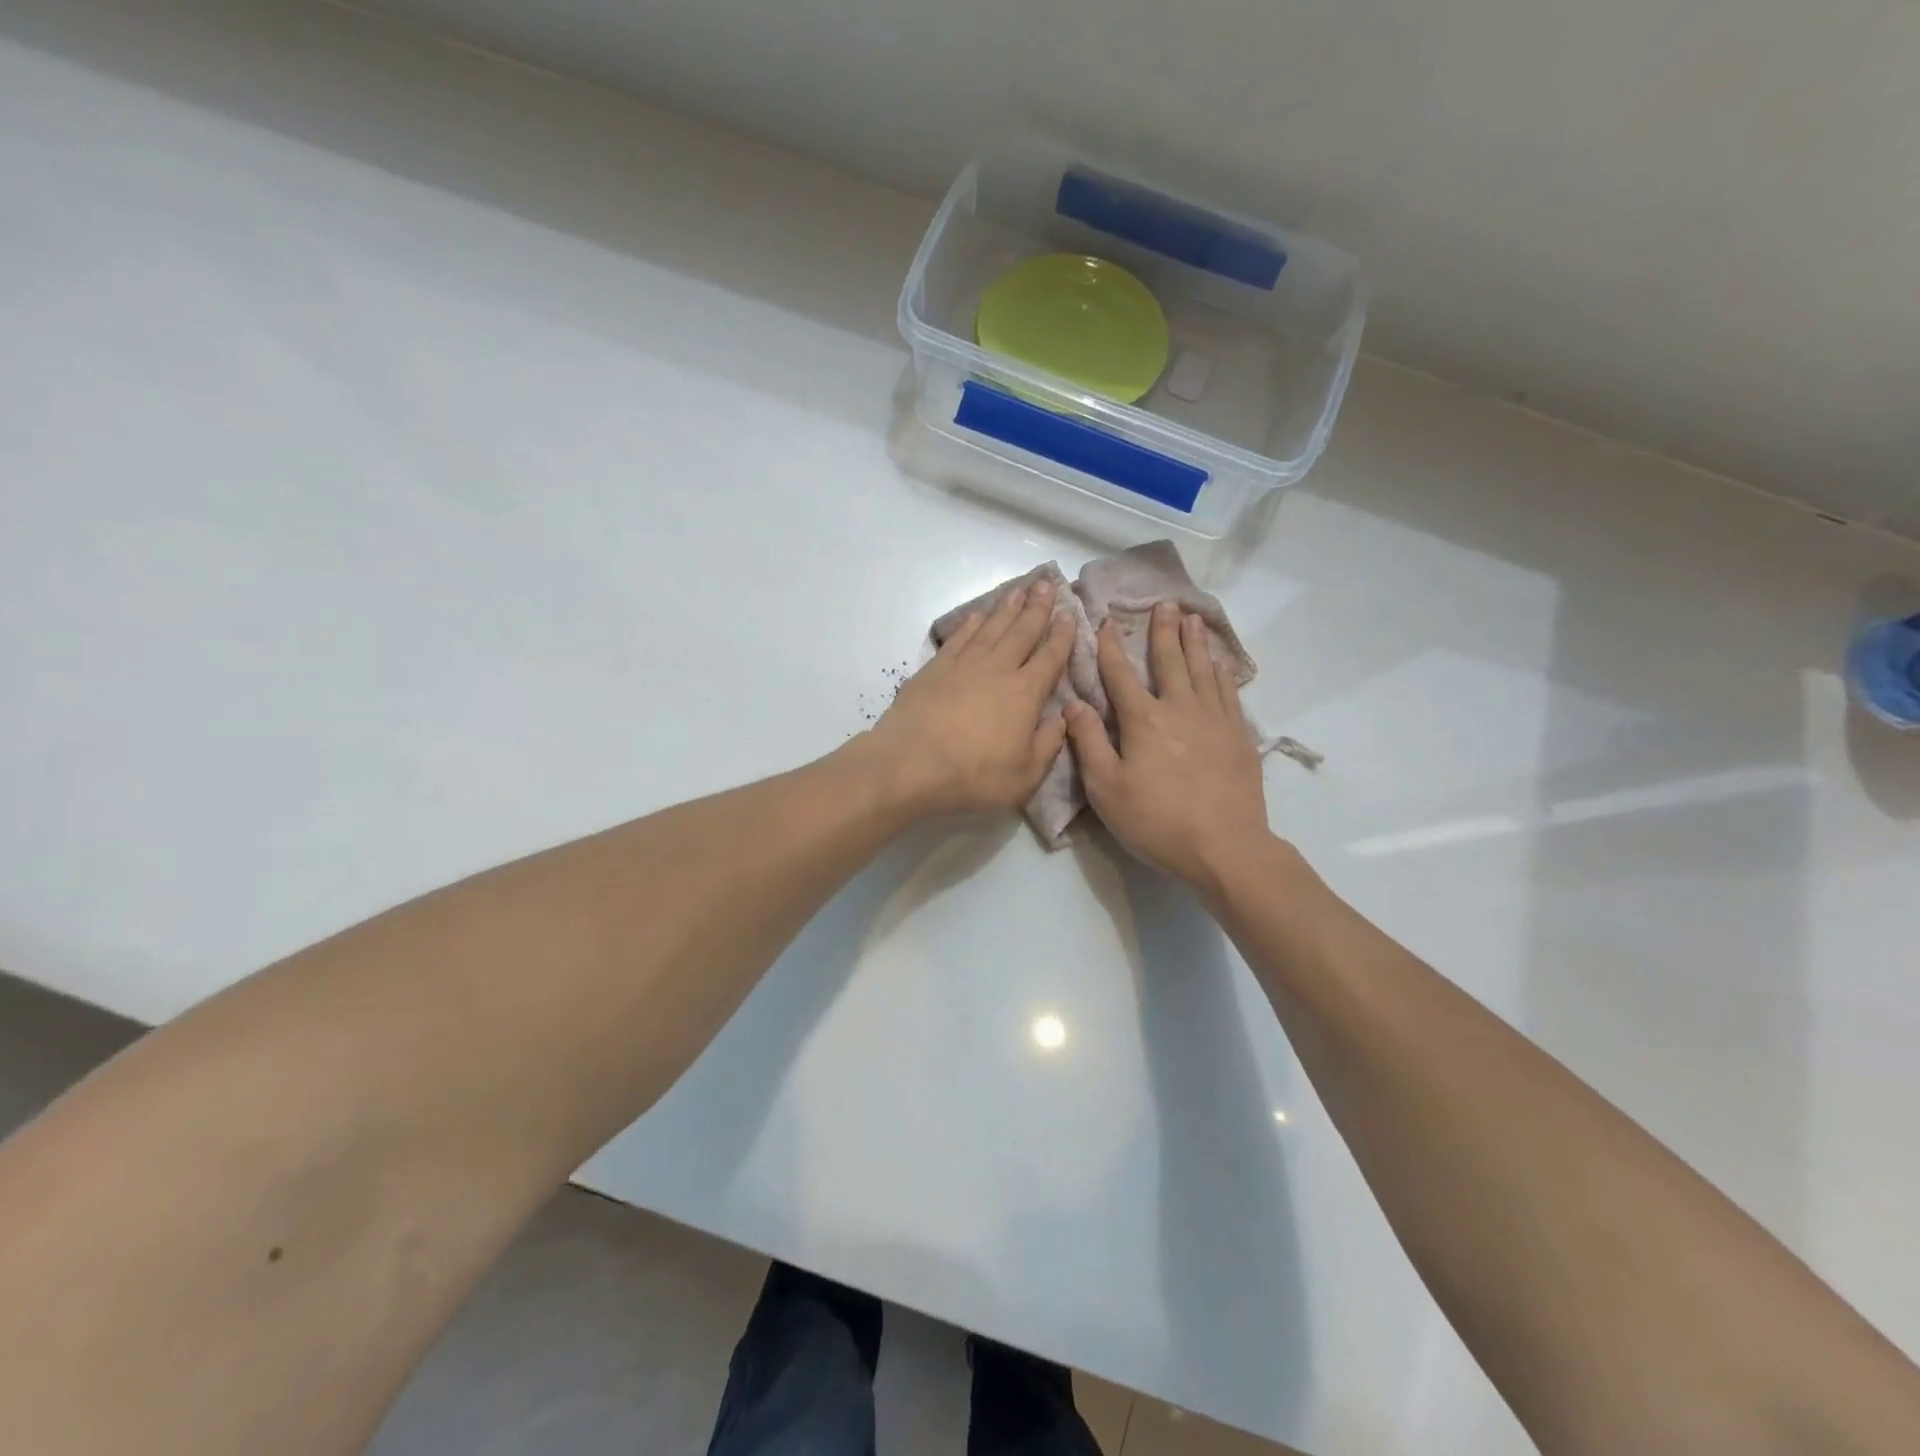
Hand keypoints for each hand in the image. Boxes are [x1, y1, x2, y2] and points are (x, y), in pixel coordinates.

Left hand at [862, 580, 1073, 815]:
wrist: (910, 765)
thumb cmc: (973, 776)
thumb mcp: (1025, 775)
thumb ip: (1048, 743)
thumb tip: (1062, 718)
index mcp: (1025, 693)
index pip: (1050, 657)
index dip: (1062, 635)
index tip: (1070, 614)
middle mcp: (997, 669)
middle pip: (1021, 631)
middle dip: (1037, 607)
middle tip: (1047, 583)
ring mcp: (963, 665)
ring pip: (991, 628)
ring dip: (1006, 608)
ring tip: (1018, 591)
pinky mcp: (934, 669)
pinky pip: (959, 639)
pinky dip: (970, 625)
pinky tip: (977, 616)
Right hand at [1064, 601, 1271, 888]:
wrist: (1225, 847)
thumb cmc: (1156, 821)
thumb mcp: (1106, 788)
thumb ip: (1088, 742)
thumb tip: (1073, 703)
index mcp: (1144, 720)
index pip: (1121, 675)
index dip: (1112, 648)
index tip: (1107, 622)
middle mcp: (1180, 708)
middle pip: (1170, 661)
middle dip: (1164, 631)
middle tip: (1166, 602)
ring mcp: (1215, 720)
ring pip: (1203, 670)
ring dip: (1195, 642)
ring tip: (1192, 618)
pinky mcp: (1239, 736)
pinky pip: (1228, 692)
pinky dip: (1221, 672)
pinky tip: (1219, 663)